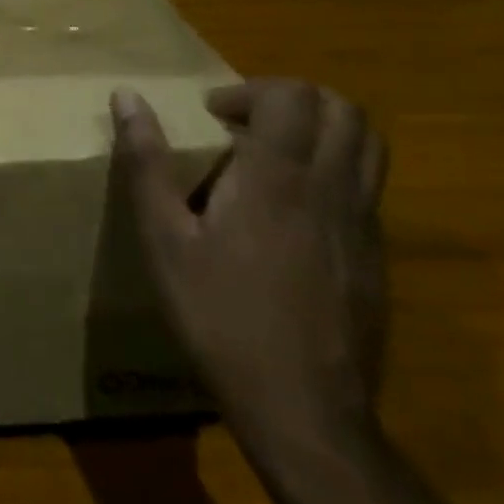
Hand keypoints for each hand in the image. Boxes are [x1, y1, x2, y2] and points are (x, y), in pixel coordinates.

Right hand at [111, 79, 388, 446]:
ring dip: (321, 130)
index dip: (250, 90)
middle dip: (292, 99)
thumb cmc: (220, 316)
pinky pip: (367, 189)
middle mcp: (333, 191)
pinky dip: (332, 172)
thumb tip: (127, 96)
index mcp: (278, 178)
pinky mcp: (376, 260)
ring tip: (271, 156)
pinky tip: (288, 213)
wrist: (305, 414)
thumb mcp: (163, 238)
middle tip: (245, 124)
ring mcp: (364, 227)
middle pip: (344, 110)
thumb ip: (146, 161)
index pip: (292, 96)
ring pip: (369, 147)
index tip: (213, 116)